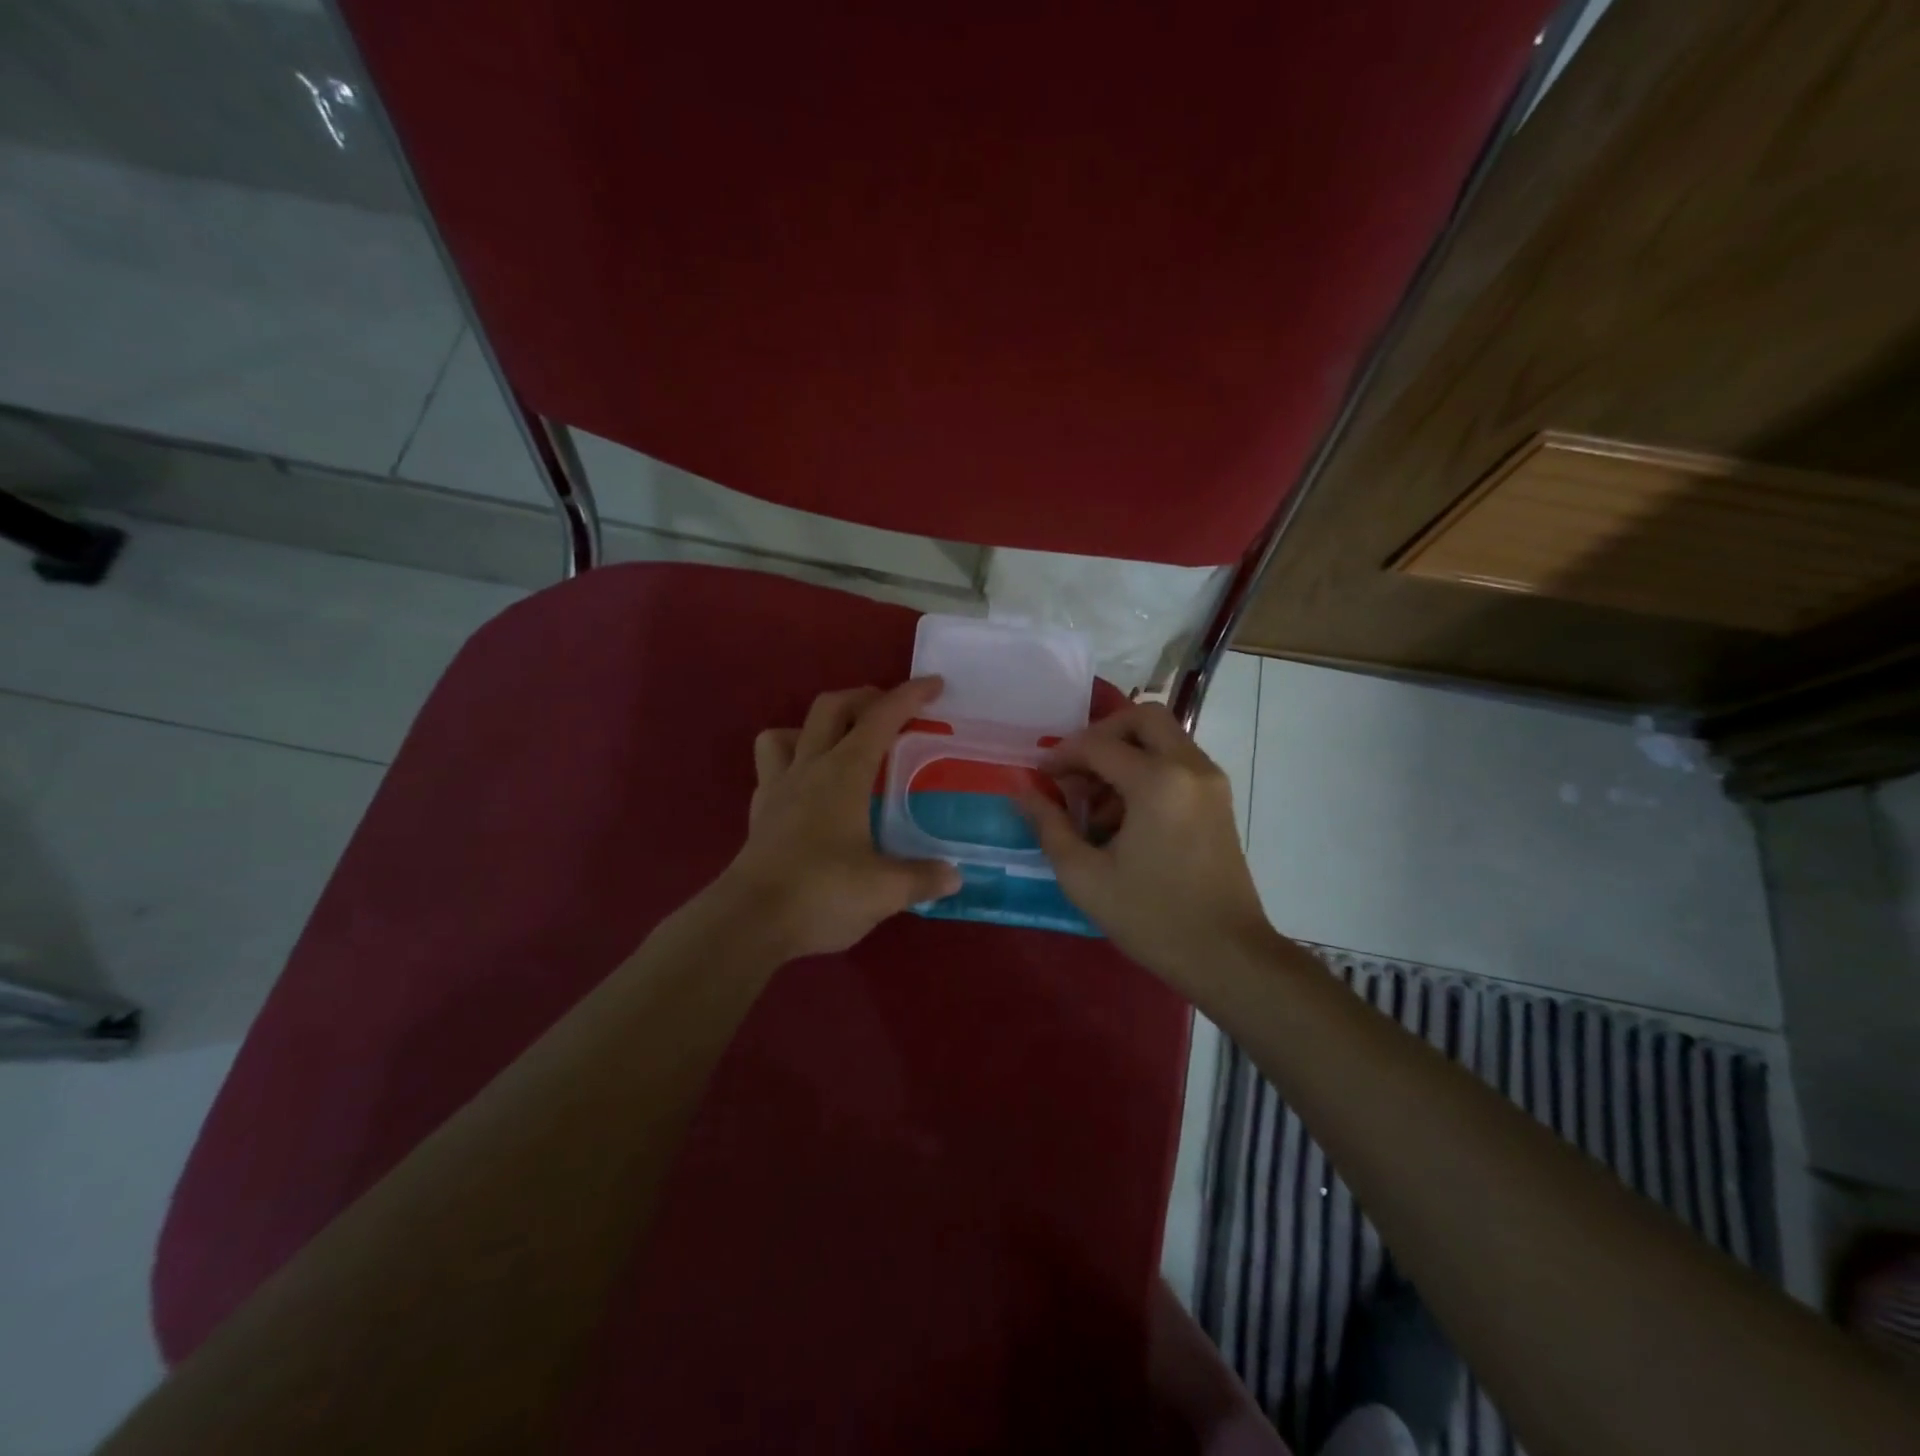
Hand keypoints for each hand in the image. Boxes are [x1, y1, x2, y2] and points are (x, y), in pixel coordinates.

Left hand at [715, 678, 961, 959]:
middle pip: (831, 708)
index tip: (935, 684)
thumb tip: (954, 876)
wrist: (750, 921)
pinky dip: (792, 761)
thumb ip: (922, 878)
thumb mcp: (885, 890)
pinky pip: (771, 766)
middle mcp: (809, 768)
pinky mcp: (760, 812)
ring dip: (817, 726)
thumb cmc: (822, 893)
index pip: (880, 719)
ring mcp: (778, 787)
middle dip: (864, 697)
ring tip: (841, 744)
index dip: (909, 696)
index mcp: (844, 773)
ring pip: (788, 731)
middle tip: (891, 709)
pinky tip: (809, 786)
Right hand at [1021, 702, 1271, 991]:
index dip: (1062, 755)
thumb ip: (1049, 825)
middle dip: (1102, 735)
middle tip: (1075, 768)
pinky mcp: (1219, 801)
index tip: (1039, 775)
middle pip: (1144, 718)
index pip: (1099, 745)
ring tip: (1095, 803)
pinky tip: (1124, 817)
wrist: (1227, 956)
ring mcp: (1211, 782)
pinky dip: (1148, 770)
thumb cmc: (1152, 918)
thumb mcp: (1085, 876)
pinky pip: (1178, 762)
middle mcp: (1190, 768)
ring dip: (1126, 754)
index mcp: (1158, 782)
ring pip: (1164, 738)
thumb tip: (1020, 791)